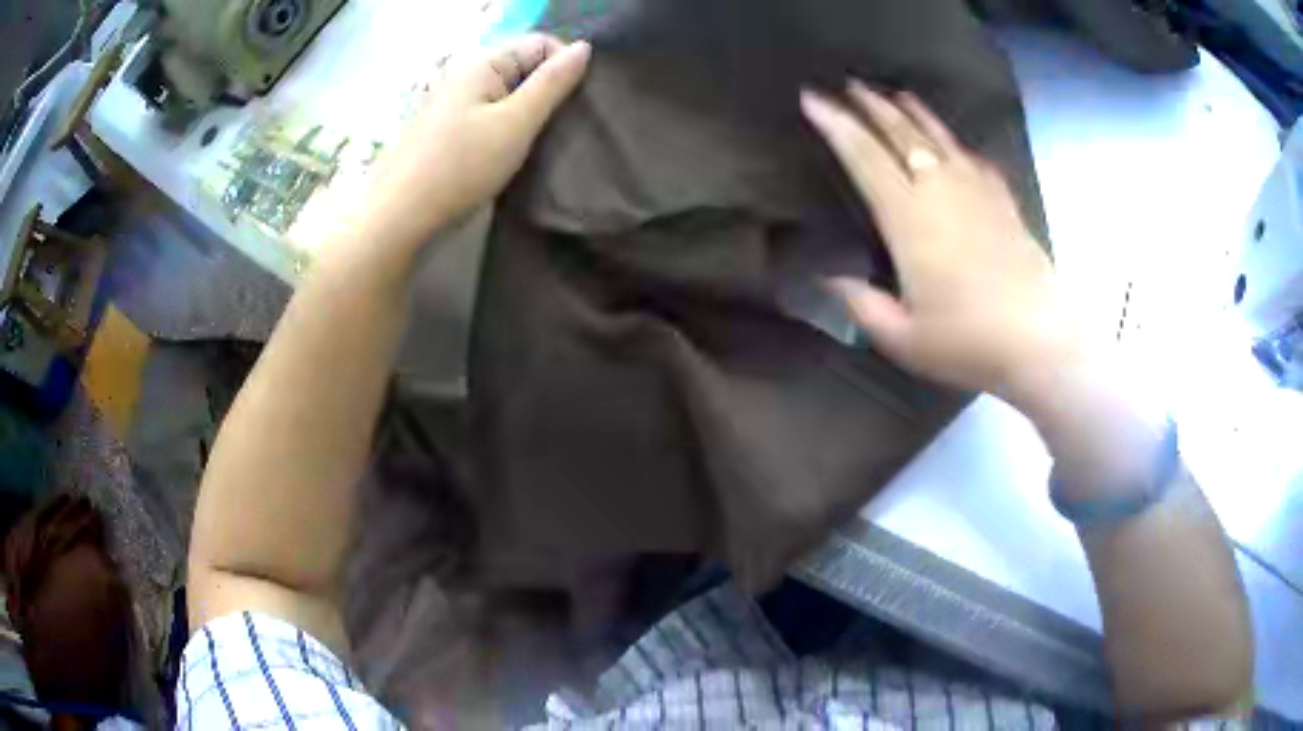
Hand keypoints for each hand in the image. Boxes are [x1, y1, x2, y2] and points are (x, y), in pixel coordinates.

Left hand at [363, 35, 590, 249]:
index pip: (541, 43)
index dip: (564, 66)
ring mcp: (453, 97)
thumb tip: (584, 48)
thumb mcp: (516, 123)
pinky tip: (509, 149)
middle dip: (547, 90)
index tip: (573, 104)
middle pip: (523, 65)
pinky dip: (506, 123)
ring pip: (508, 90)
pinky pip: (489, 109)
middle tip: (558, 126)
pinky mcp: (447, 122)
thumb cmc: (461, 166)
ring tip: (536, 141)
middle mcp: (465, 70)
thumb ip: (553, 83)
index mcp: (482, 61)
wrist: (402, 213)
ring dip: (528, 110)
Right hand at [801, 82, 1081, 403]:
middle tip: (848, 84)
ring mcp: (977, 191)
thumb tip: (829, 276)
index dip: (834, 124)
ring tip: (895, 94)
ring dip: (912, 112)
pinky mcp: (1004, 202)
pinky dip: (956, 145)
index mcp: (908, 217)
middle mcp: (940, 189)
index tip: (811, 98)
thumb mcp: (901, 338)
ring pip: (938, 136)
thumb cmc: (968, 342)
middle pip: (901, 133)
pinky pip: (974, 160)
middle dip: (870, 105)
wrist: (1041, 342)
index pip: (863, 156)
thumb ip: (860, 304)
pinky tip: (954, 144)